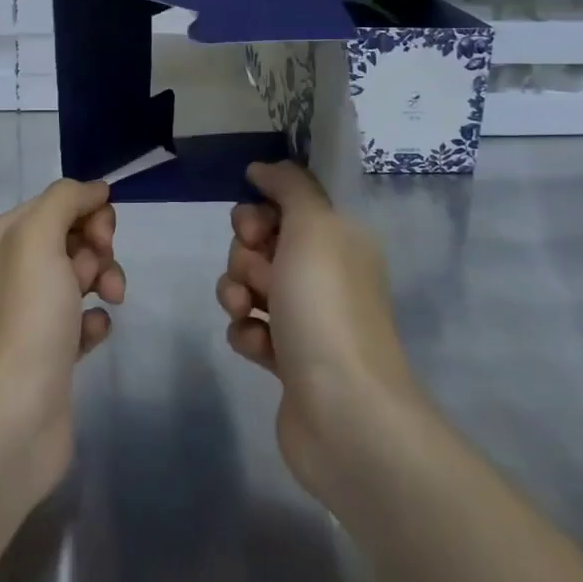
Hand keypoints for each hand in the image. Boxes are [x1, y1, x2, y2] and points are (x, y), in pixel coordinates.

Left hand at [0, 179, 123, 499]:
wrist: (5, 421)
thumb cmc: (22, 319)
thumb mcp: (37, 239)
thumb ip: (65, 200)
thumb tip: (95, 188)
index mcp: (0, 239)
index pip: (55, 204)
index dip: (87, 213)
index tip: (102, 238)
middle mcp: (10, 272)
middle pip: (69, 237)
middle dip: (97, 248)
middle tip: (101, 275)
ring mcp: (28, 315)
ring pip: (79, 277)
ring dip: (103, 280)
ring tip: (108, 302)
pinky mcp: (48, 355)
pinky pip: (81, 320)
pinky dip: (94, 321)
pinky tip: (94, 335)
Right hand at [216, 161, 419, 500]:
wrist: (345, 412)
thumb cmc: (327, 308)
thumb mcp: (313, 227)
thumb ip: (288, 186)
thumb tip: (262, 168)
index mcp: (339, 242)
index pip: (285, 207)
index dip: (258, 215)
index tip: (254, 230)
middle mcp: (325, 276)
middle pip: (260, 245)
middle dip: (244, 257)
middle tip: (259, 277)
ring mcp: (307, 320)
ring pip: (249, 286)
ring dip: (238, 293)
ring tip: (249, 313)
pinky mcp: (288, 360)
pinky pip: (251, 328)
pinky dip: (247, 333)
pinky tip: (257, 347)